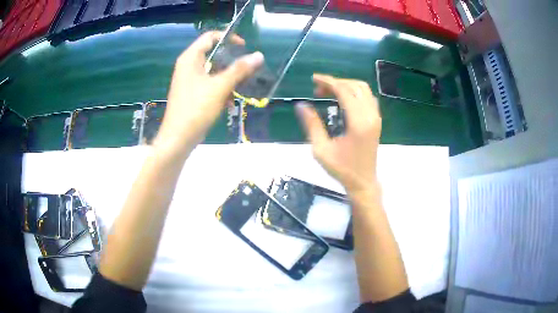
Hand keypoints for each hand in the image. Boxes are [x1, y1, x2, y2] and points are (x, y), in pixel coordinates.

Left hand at [155, 31, 263, 155]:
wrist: (178, 139)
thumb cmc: (196, 109)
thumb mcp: (220, 87)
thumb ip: (239, 69)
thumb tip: (258, 55)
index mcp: (190, 58)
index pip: (210, 37)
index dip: (228, 38)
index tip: (244, 47)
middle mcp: (188, 66)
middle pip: (213, 54)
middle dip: (231, 61)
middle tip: (246, 69)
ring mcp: (189, 80)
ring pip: (213, 71)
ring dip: (228, 78)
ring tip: (240, 87)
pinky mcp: (192, 93)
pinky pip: (209, 84)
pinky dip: (220, 89)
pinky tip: (228, 102)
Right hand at [297, 74, 380, 194]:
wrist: (363, 182)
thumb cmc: (342, 169)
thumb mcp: (321, 149)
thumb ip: (312, 125)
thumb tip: (301, 105)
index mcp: (358, 122)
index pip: (344, 91)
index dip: (328, 82)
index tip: (314, 79)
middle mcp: (370, 116)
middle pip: (356, 86)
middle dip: (336, 82)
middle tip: (318, 89)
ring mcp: (376, 118)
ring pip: (364, 90)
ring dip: (346, 86)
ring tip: (329, 92)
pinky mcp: (377, 121)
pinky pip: (368, 98)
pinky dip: (355, 93)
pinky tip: (343, 100)